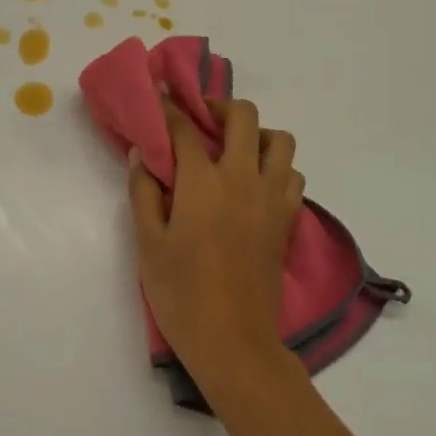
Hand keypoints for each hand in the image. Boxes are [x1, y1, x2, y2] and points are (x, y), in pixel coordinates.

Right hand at [128, 96, 305, 387]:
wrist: (234, 342)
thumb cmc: (181, 293)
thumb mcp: (148, 242)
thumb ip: (143, 191)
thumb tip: (142, 153)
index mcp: (204, 181)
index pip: (185, 127)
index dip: (169, 106)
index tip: (160, 93)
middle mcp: (243, 178)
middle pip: (243, 116)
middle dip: (219, 106)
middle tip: (200, 119)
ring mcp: (272, 198)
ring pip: (279, 141)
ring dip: (256, 134)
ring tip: (234, 150)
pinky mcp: (287, 220)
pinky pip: (292, 176)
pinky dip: (277, 167)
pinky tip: (255, 183)